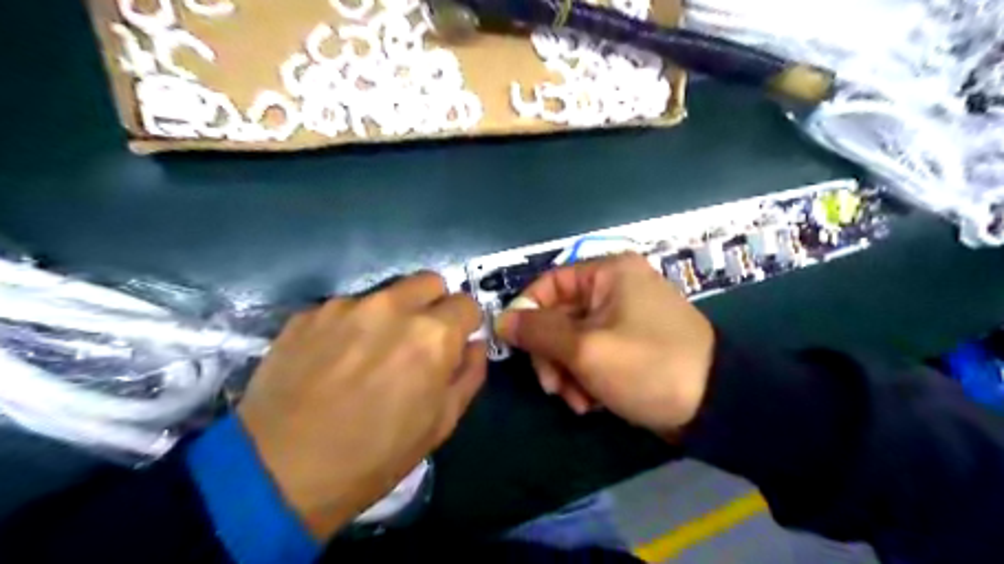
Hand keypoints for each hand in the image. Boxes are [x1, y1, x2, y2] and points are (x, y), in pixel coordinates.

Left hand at [235, 275, 486, 539]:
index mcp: (432, 334)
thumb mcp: (440, 424)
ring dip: (390, 315)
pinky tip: (332, 360)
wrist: (278, 473)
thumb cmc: (374, 456)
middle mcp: (392, 307)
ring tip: (368, 354)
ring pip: (386, 294)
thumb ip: (468, 375)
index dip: (464, 325)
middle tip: (417, 342)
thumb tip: (473, 345)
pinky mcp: (309, 313)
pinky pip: (345, 308)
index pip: (467, 303)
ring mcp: (346, 305)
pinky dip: (350, 325)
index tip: (453, 344)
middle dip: (433, 306)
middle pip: (430, 282)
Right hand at [494, 254, 713, 435]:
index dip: (527, 313)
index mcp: (608, 273)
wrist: (716, 406)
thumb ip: (539, 332)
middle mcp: (615, 288)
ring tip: (577, 401)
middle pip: (559, 316)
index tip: (514, 346)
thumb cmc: (648, 366)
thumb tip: (500, 320)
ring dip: (567, 372)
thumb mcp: (586, 349)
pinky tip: (592, 402)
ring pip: (573, 340)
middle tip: (551, 387)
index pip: (549, 283)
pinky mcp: (629, 344)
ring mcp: (623, 317)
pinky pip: (592, 354)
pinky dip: (586, 377)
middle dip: (551, 355)